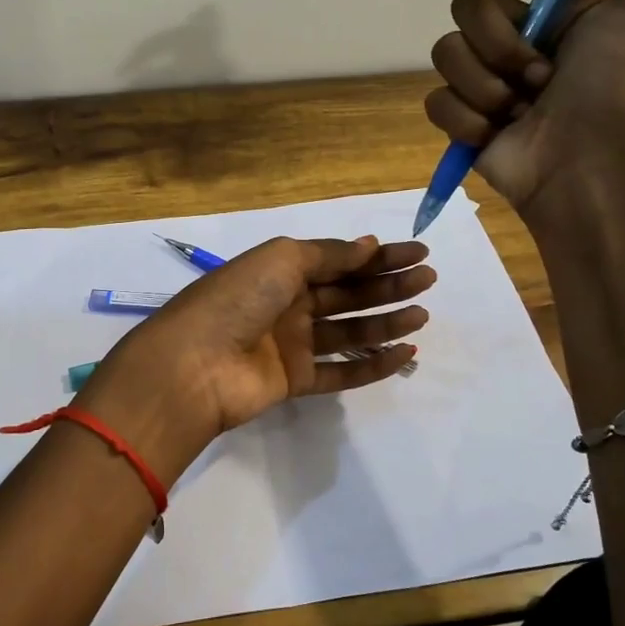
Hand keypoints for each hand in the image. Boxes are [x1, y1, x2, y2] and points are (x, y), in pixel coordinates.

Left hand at [78, 236, 432, 478]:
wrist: (196, 364)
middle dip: (387, 285)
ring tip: (422, 315)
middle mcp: (286, 304)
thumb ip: (329, 254)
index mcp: (279, 270)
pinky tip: (404, 353)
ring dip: (385, 322)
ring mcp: (290, 344)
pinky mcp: (294, 380)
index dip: (377, 256)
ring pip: (347, 330)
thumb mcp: (282, 259)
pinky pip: (340, 370)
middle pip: (346, 293)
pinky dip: (371, 364)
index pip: (338, 260)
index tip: (418, 253)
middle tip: (428, 281)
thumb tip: (369, 245)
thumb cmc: (238, 299)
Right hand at [424, 0, 624, 222]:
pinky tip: (495, 133)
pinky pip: (437, 99)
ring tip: (520, 109)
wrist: (584, 165)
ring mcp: (487, 77)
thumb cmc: (616, 85)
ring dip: (486, 83)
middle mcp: (522, 33)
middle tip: (538, 74)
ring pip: (447, 52)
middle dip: (498, 40)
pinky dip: (466, 117)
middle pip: (467, 5)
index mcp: (563, 2)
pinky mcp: (462, 116)